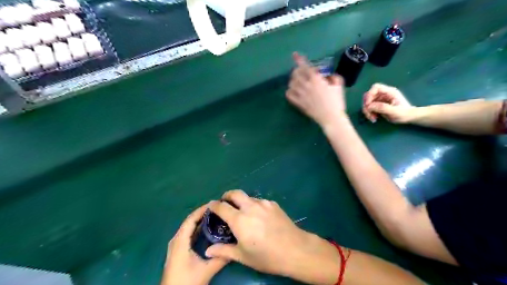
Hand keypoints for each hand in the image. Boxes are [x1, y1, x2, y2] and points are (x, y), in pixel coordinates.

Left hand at [162, 204, 228, 283]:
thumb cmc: (186, 281)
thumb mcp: (206, 270)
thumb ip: (221, 258)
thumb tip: (235, 246)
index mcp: (180, 241)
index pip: (191, 219)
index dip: (202, 210)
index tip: (216, 204)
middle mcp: (177, 240)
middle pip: (190, 221)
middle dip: (203, 213)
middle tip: (218, 209)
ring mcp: (176, 245)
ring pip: (189, 228)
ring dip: (201, 221)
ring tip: (216, 216)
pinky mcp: (178, 251)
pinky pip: (189, 234)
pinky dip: (198, 229)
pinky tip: (208, 229)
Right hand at [203, 190, 317, 276]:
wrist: (295, 249)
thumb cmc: (266, 256)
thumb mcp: (243, 256)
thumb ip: (223, 251)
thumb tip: (208, 251)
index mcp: (239, 219)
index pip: (221, 207)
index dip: (214, 205)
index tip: (211, 206)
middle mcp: (250, 207)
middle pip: (235, 193)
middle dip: (227, 196)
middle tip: (225, 203)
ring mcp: (263, 203)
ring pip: (248, 197)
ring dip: (242, 201)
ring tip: (244, 212)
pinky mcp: (273, 204)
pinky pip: (260, 201)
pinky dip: (254, 205)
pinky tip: (259, 216)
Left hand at [284, 52, 348, 127]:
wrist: (331, 118)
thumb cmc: (336, 102)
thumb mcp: (339, 86)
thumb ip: (333, 77)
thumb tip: (328, 76)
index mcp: (316, 80)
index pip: (306, 67)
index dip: (300, 60)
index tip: (295, 54)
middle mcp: (307, 86)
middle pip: (296, 74)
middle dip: (296, 70)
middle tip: (299, 71)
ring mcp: (301, 96)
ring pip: (291, 84)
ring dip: (293, 80)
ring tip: (297, 81)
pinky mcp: (299, 104)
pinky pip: (289, 95)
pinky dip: (289, 91)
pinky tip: (292, 91)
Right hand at [364, 82, 415, 122]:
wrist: (409, 117)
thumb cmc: (404, 114)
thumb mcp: (395, 112)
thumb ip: (382, 107)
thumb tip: (369, 106)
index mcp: (389, 92)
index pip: (375, 87)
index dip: (370, 95)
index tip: (368, 105)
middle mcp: (383, 94)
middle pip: (369, 95)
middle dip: (366, 105)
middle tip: (369, 114)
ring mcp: (380, 99)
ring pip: (367, 102)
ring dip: (367, 110)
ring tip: (372, 118)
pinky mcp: (378, 105)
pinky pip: (369, 107)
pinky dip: (369, 113)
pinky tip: (374, 118)